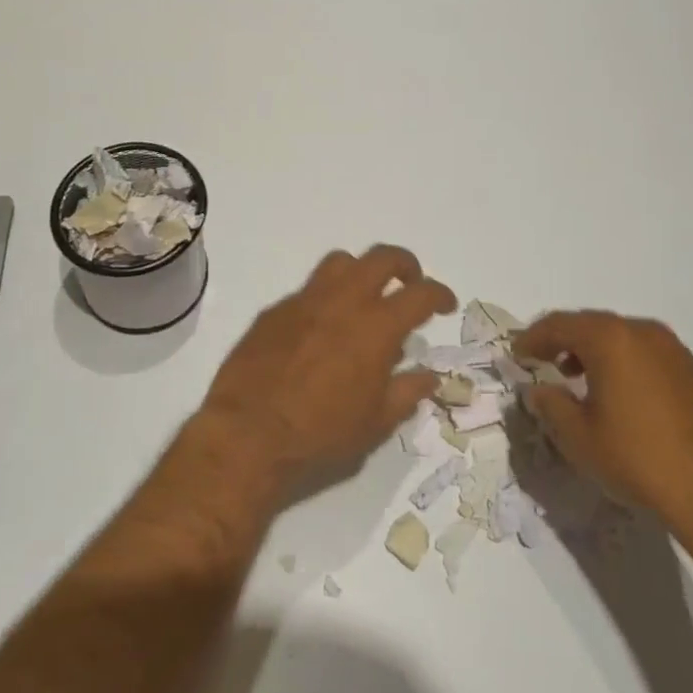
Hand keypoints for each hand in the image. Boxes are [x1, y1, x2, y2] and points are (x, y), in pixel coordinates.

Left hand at [200, 246, 454, 488]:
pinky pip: (308, 291)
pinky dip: (325, 300)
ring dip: (361, 272)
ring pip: (341, 262)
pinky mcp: (275, 310)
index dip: (440, 294)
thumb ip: (407, 392)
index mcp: (376, 326)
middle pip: (382, 258)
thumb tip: (429, 375)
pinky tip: (321, 330)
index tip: (445, 304)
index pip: (421, 294)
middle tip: (410, 283)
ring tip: (364, 298)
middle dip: (405, 264)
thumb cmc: (320, 434)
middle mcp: (344, 301)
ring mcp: (306, 300)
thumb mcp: (375, 424)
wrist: (246, 434)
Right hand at [515, 311, 692, 561]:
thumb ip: (550, 404)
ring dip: (590, 349)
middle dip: (561, 340)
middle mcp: (640, 331)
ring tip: (574, 376)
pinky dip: (619, 359)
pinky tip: (613, 389)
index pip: (559, 325)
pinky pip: (641, 351)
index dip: (532, 338)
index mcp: (609, 338)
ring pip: (617, 336)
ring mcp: (670, 347)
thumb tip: (538, 389)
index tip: (516, 354)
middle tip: (541, 359)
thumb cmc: (635, 457)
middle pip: (589, 324)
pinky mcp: (688, 368)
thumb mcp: (578, 436)